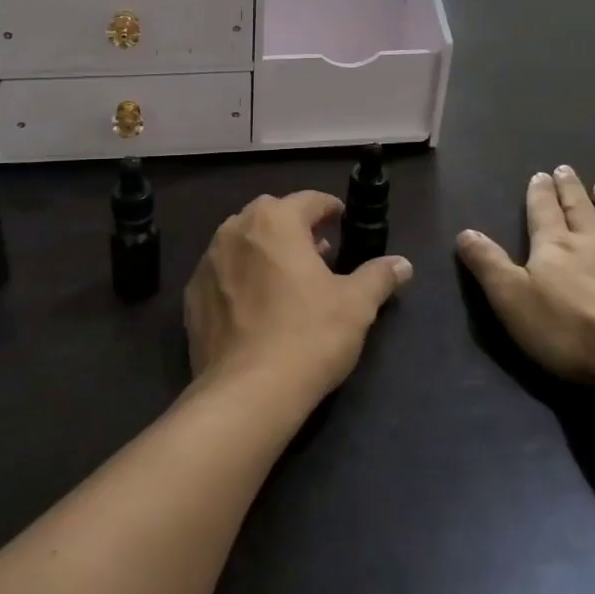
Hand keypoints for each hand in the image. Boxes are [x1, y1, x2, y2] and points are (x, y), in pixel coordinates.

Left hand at [186, 191, 412, 401]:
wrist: (247, 392)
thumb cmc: (309, 336)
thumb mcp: (356, 305)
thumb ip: (379, 276)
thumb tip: (402, 264)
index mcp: (275, 221)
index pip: (308, 200)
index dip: (329, 208)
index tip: (343, 220)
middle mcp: (235, 230)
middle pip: (271, 216)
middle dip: (296, 228)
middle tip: (320, 252)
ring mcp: (208, 262)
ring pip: (243, 243)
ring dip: (265, 251)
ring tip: (288, 279)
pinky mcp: (192, 295)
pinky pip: (222, 274)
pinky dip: (240, 278)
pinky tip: (256, 307)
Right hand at [456, 168, 594, 385]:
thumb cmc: (571, 333)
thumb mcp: (512, 300)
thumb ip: (488, 265)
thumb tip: (465, 232)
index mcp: (556, 248)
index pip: (543, 214)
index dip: (539, 195)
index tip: (540, 174)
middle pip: (580, 211)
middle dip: (570, 191)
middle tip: (566, 170)